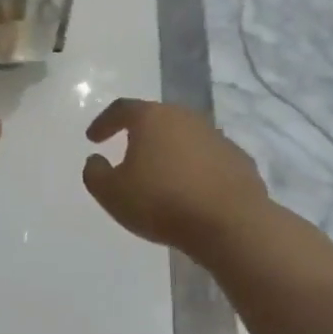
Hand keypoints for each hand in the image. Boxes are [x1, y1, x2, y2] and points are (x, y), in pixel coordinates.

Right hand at [82, 99, 272, 256]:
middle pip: (157, 119)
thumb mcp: (111, 193)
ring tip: (160, 175)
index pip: (122, 109)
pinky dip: (195, 168)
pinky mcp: (239, 160)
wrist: (231, 224)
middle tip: (127, 151)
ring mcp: (216, 137)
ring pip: (184, 137)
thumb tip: (96, 160)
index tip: (93, 139)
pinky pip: (208, 159)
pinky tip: (190, 190)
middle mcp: (185, 118)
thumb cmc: (162, 202)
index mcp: (152, 118)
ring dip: (170, 151)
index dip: (104, 122)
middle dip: (140, 134)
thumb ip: (95, 173)